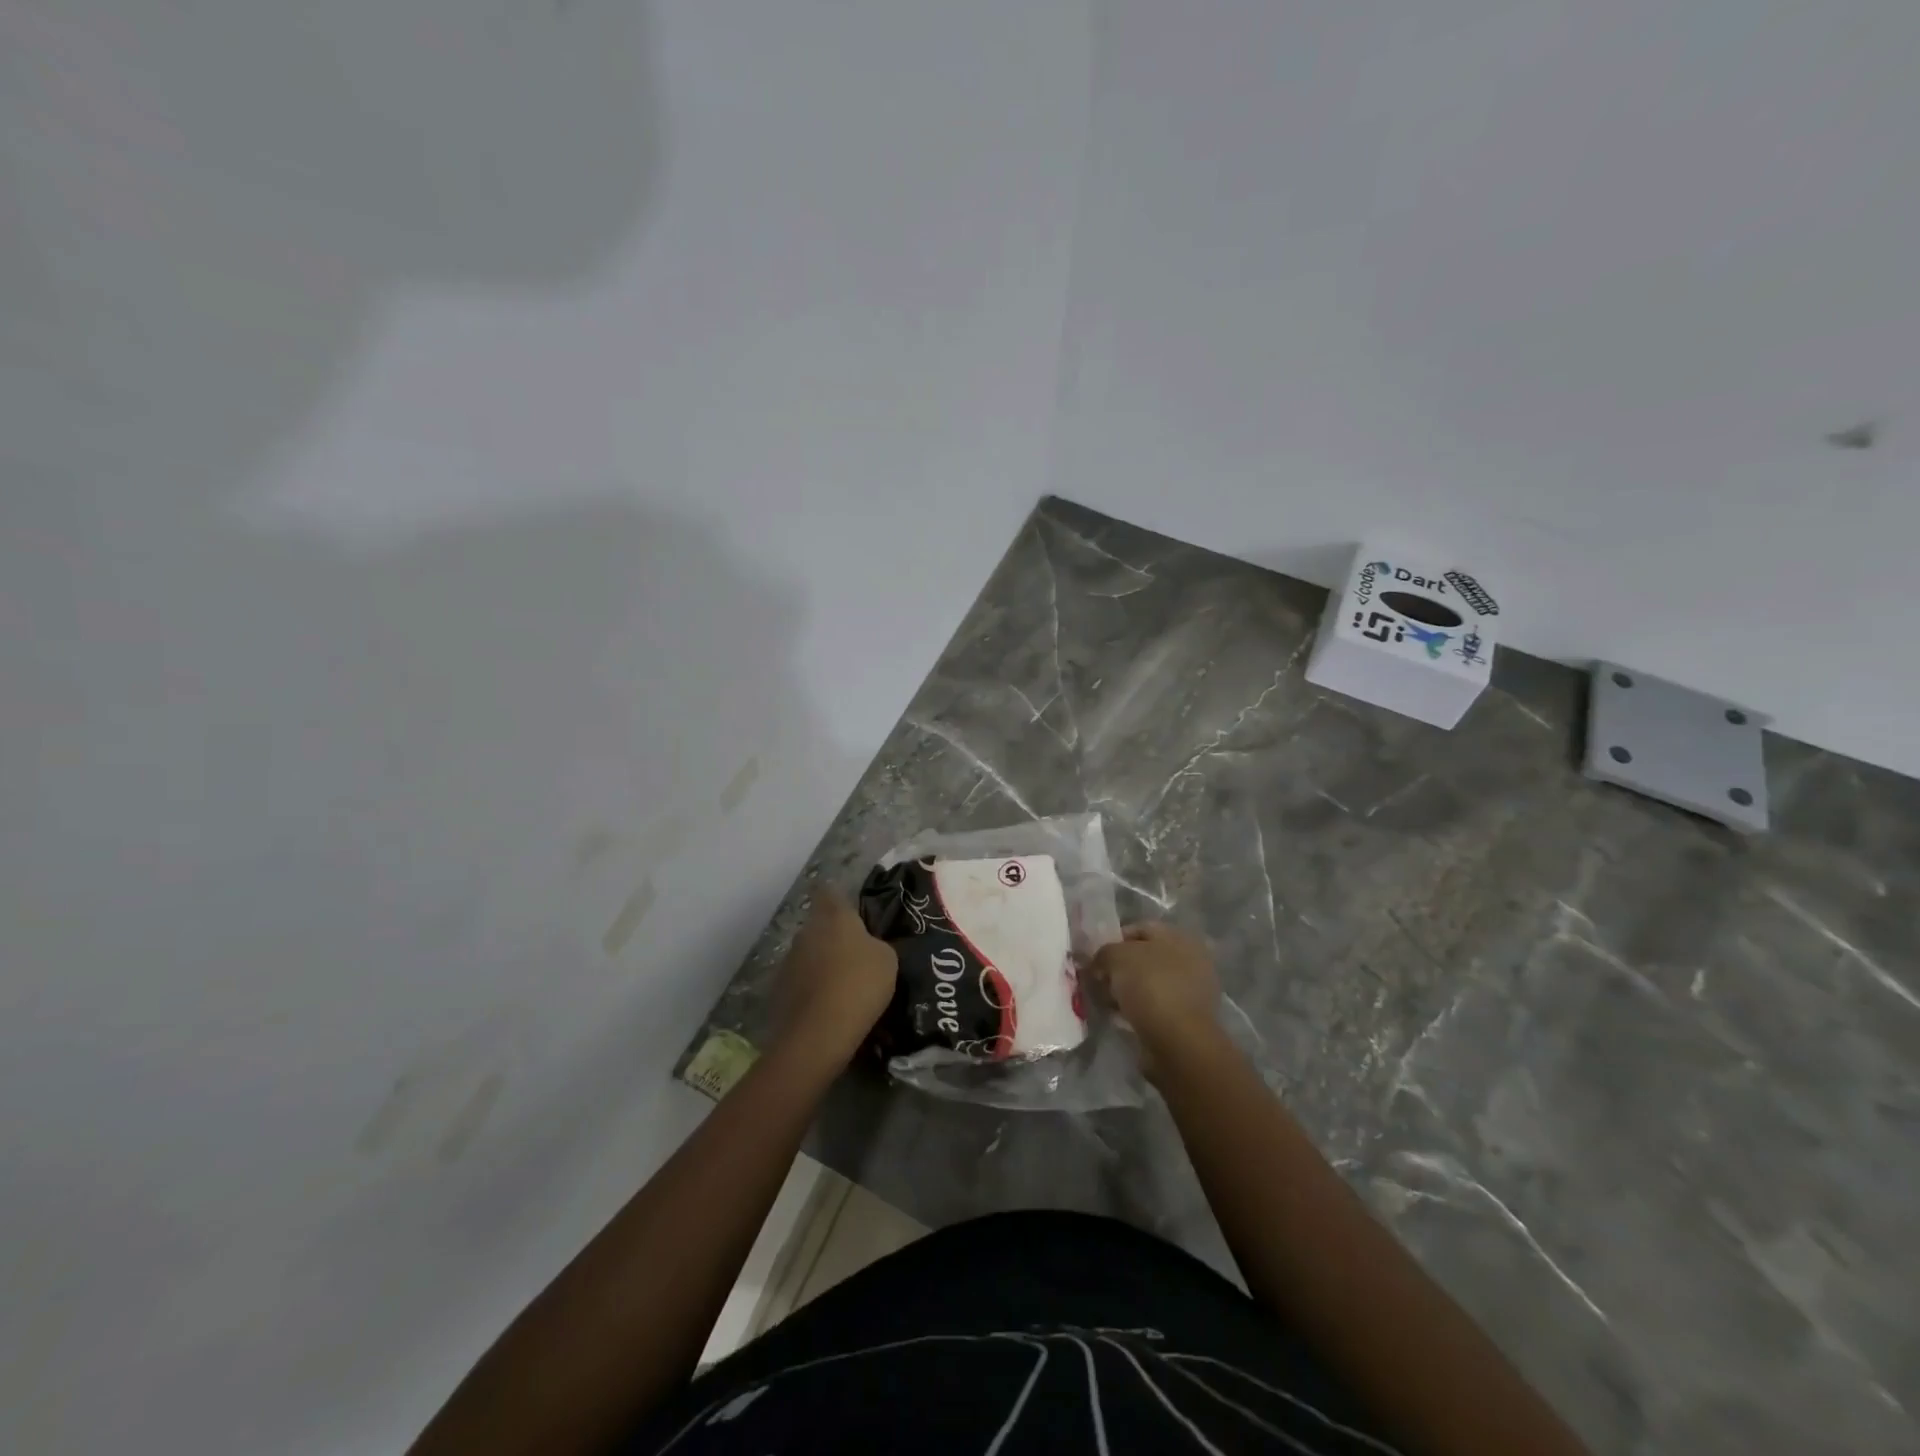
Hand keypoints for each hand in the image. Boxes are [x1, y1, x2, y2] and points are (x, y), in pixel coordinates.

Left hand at [774, 885, 897, 1066]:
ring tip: (842, 987)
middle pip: (819, 926)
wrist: (819, 1033)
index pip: (828, 891)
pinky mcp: (779, 990)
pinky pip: (800, 982)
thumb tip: (866, 947)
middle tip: (855, 956)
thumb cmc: (859, 984)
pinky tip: (827, 1008)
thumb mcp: (887, 959)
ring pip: (808, 955)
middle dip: (833, 937)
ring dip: (821, 965)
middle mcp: (806, 932)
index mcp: (833, 916)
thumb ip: (875, 945)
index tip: (847, 906)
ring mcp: (788, 961)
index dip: (836, 896)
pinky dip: (811, 990)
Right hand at [1088, 923, 1224, 1076]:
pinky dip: (1137, 1010)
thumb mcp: (1116, 957)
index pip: (1139, 928)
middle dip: (1119, 968)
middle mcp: (1190, 959)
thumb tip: (1097, 962)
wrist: (1178, 1040)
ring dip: (1126, 991)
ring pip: (1148, 984)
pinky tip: (1120, 1018)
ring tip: (1105, 1001)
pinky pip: (1154, 1007)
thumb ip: (1103, 953)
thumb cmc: (1150, 986)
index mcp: (1180, 937)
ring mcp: (1191, 991)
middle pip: (1144, 958)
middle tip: (1098, 980)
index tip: (1095, 957)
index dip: (1113, 939)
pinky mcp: (1187, 1019)